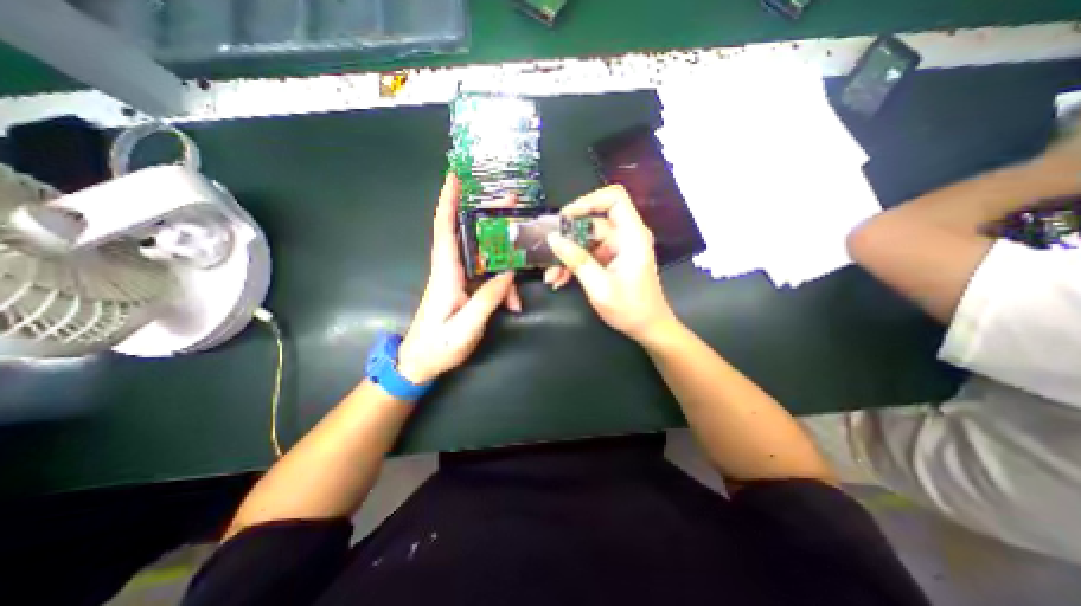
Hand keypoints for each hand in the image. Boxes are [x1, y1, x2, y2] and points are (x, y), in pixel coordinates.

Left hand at [396, 173, 523, 382]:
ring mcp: (458, 280)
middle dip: (489, 218)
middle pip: (470, 235)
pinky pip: (488, 279)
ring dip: (505, 272)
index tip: (455, 176)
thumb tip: (508, 273)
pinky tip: (512, 307)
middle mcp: (450, 270)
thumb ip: (486, 300)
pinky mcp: (465, 289)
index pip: (444, 230)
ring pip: (486, 261)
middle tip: (511, 204)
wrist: (419, 363)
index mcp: (445, 275)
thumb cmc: (436, 347)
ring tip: (517, 302)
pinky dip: (503, 289)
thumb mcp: (465, 328)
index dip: (448, 201)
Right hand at [549, 184, 672, 342]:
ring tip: (552, 275)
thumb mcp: (599, 287)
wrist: (648, 328)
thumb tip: (553, 239)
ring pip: (586, 240)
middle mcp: (626, 236)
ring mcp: (617, 248)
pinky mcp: (611, 259)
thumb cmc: (630, 309)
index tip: (565, 217)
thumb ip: (576, 260)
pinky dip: (573, 264)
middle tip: (548, 252)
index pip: (614, 199)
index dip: (588, 201)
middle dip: (568, 238)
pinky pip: (588, 253)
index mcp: (632, 236)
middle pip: (593, 222)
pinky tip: (559, 279)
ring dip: (567, 255)